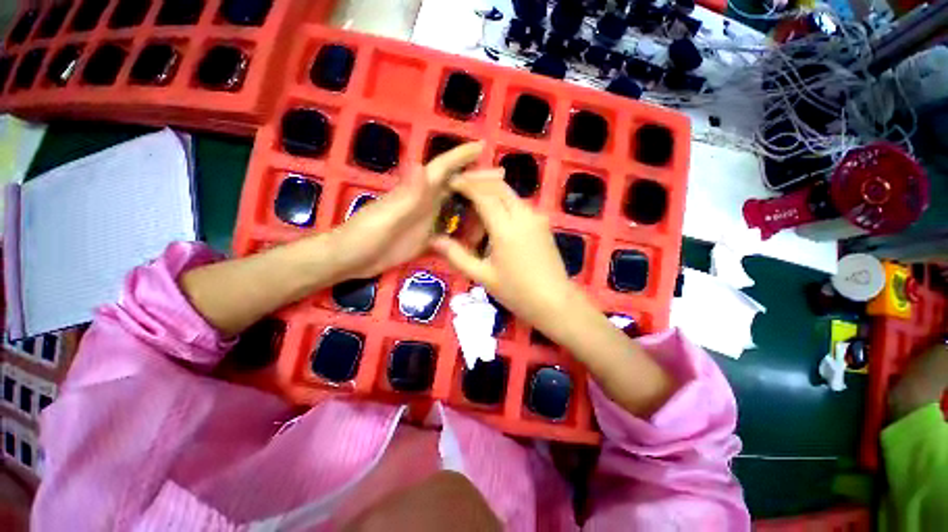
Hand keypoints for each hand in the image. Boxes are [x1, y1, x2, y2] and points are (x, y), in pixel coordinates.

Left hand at [330, 142, 499, 280]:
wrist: (351, 258)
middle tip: (501, 181)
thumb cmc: (365, 235)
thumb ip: (407, 194)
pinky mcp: (425, 237)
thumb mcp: (387, 215)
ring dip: (472, 202)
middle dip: (476, 179)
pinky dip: (462, 228)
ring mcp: (425, 220)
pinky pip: (448, 229)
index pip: (442, 168)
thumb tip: (423, 165)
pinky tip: (476, 233)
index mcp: (417, 192)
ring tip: (495, 205)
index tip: (482, 147)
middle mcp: (425, 202)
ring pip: (453, 206)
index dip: (461, 155)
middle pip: (454, 185)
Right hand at [430, 174, 580, 335]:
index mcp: (506, 228)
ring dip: (491, 193)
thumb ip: (457, 255)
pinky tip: (494, 220)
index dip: (466, 184)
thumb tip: (434, 240)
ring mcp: (536, 217)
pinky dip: (503, 203)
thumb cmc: (517, 292)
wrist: (555, 301)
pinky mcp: (543, 223)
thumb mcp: (483, 276)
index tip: (451, 181)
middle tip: (460, 188)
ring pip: (510, 194)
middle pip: (498, 187)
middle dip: (478, 181)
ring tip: (475, 209)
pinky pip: (519, 205)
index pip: (483, 194)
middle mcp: (523, 215)